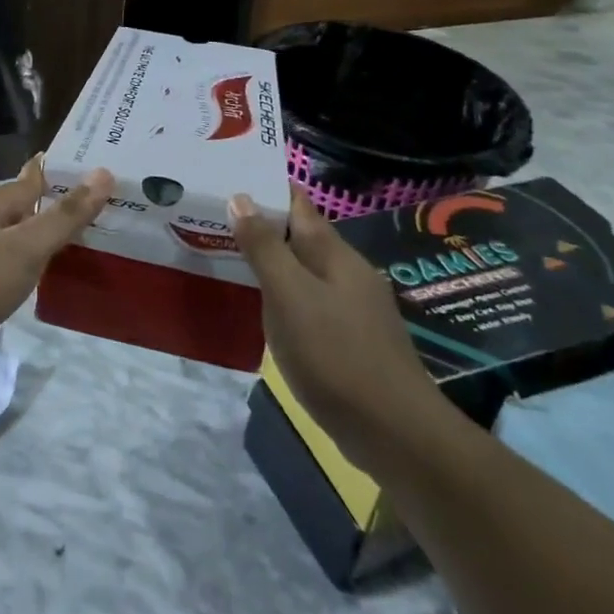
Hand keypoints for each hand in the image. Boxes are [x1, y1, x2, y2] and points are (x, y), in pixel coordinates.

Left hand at [0, 156, 111, 374]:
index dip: (61, 179)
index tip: (92, 178)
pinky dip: (6, 269)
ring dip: (25, 244)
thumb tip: (103, 173)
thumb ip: (64, 217)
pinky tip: (16, 286)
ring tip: (59, 256)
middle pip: (14, 209)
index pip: (31, 181)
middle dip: (45, 214)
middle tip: (86, 224)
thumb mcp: (25, 249)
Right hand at [230, 187, 453, 475]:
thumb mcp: (289, 295)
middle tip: (217, 221)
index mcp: (334, 253)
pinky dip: (285, 297)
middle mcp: (348, 273)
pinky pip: (311, 304)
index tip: (231, 180)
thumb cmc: (335, 355)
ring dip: (274, 263)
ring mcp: (354, 309)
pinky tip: (266, 311)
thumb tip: (241, 196)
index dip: (267, 190)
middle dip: (265, 227)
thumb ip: (265, 247)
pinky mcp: (353, 342)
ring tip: (233, 259)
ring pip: (306, 272)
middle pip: (302, 237)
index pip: (298, 205)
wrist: (395, 433)